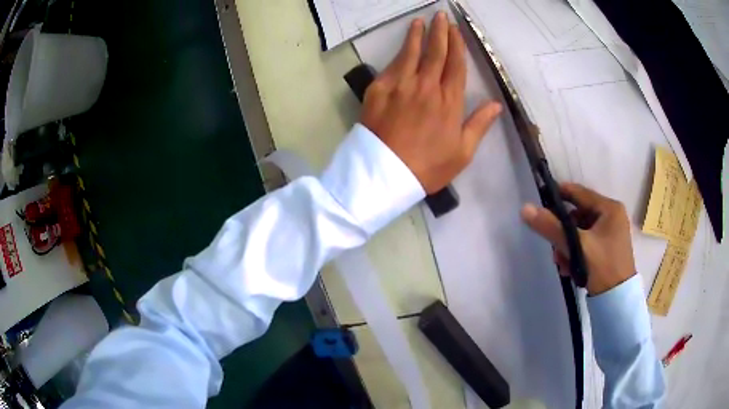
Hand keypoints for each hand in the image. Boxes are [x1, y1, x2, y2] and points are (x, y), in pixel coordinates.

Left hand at [360, 12, 501, 193]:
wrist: (385, 174)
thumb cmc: (428, 167)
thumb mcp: (462, 153)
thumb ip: (479, 125)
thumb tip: (496, 104)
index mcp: (449, 101)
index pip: (456, 65)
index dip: (457, 45)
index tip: (456, 30)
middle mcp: (426, 86)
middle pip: (435, 53)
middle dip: (439, 32)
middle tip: (440, 16)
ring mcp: (400, 85)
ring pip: (411, 53)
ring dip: (417, 35)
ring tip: (420, 21)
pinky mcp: (378, 89)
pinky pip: (392, 65)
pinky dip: (399, 52)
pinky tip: (402, 46)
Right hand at [521, 183, 635, 295]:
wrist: (617, 300)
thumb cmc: (603, 267)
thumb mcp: (577, 246)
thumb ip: (552, 227)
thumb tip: (526, 209)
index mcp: (610, 208)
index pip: (579, 193)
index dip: (559, 195)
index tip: (541, 203)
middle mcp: (612, 217)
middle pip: (578, 215)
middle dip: (563, 232)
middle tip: (554, 248)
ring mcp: (611, 233)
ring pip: (581, 231)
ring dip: (567, 246)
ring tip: (562, 263)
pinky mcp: (608, 248)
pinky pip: (586, 243)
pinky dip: (576, 253)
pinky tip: (570, 268)